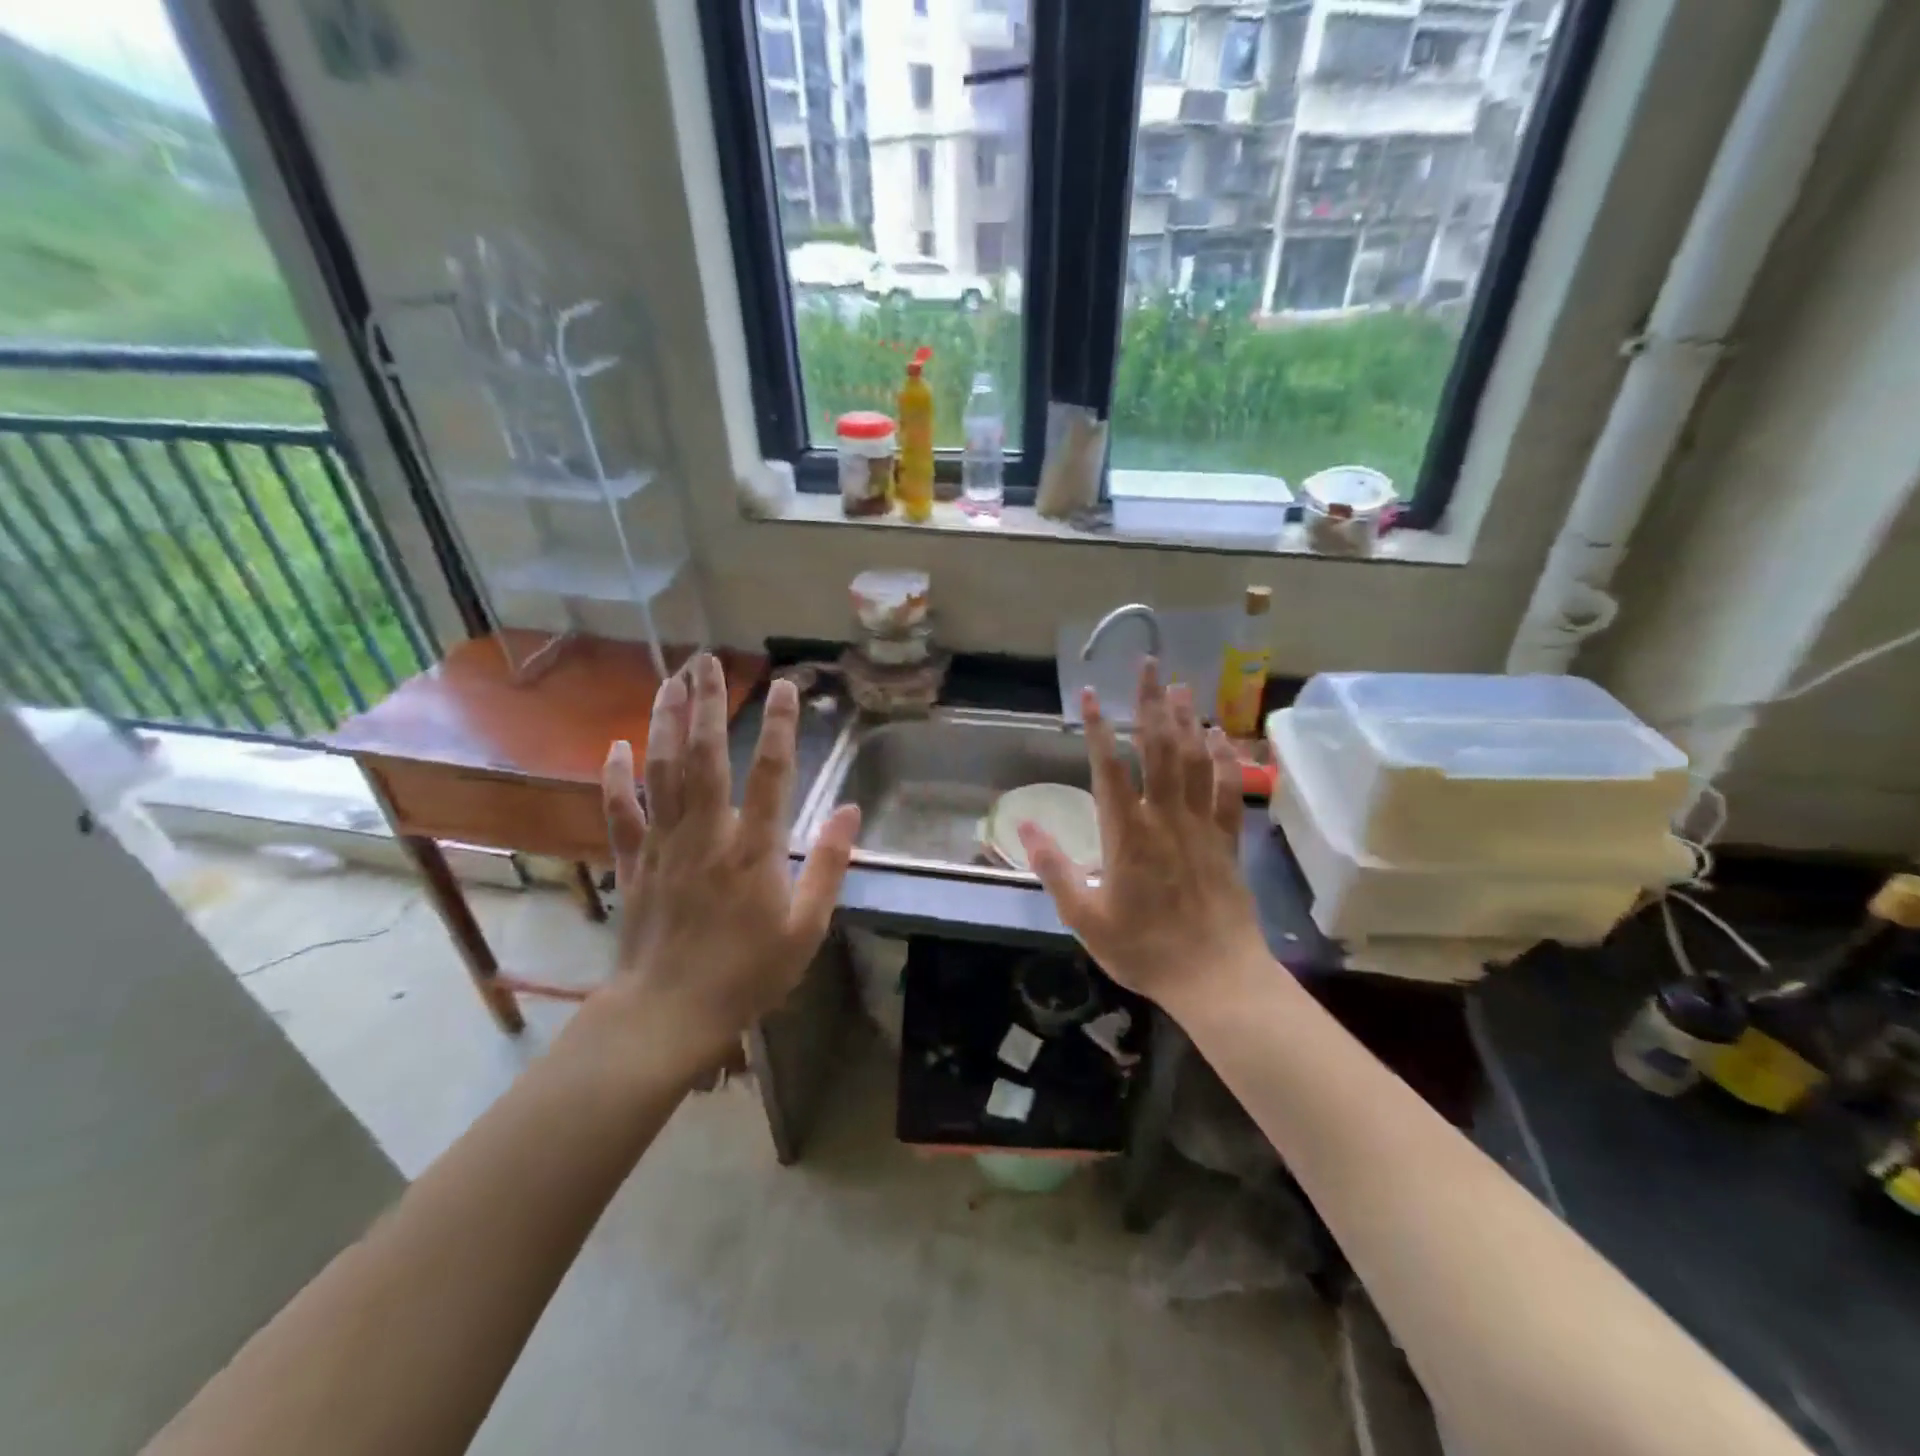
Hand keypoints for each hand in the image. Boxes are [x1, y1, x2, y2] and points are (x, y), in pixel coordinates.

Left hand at [599, 655, 860, 1071]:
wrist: (668, 1016)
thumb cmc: (748, 973)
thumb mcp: (807, 927)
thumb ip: (830, 865)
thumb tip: (851, 809)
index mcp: (754, 849)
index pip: (770, 773)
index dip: (779, 726)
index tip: (783, 685)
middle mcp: (706, 834)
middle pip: (706, 756)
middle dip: (707, 703)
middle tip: (706, 660)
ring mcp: (663, 845)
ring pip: (662, 772)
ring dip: (666, 722)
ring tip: (671, 680)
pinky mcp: (632, 862)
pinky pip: (619, 812)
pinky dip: (616, 778)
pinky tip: (616, 745)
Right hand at [1019, 660, 1270, 1009]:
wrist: (1215, 977)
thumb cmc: (1143, 949)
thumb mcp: (1083, 916)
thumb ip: (1053, 867)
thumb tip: (1023, 824)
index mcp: (1126, 833)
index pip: (1108, 767)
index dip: (1097, 726)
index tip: (1088, 692)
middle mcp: (1165, 817)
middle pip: (1159, 748)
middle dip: (1151, 703)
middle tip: (1149, 664)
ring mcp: (1201, 826)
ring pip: (1195, 760)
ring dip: (1187, 720)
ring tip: (1180, 686)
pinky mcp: (1227, 840)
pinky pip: (1228, 790)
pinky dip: (1224, 759)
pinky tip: (1219, 736)